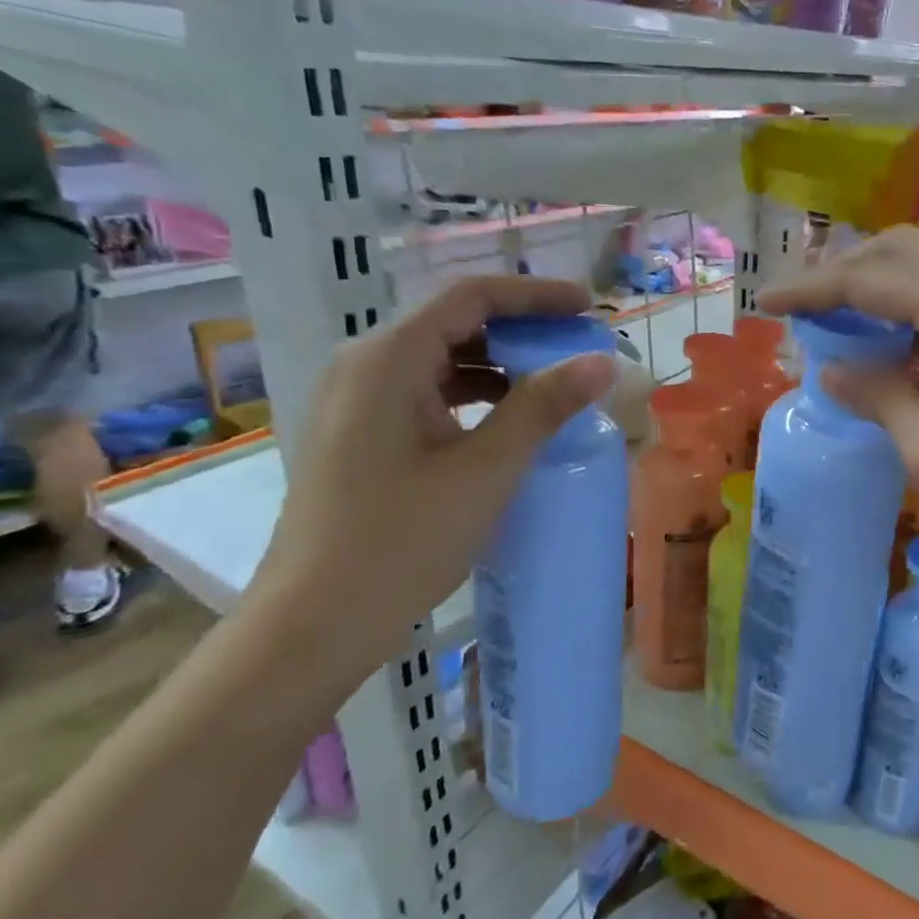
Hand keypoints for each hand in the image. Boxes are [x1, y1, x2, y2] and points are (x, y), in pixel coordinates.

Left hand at [253, 274, 614, 684]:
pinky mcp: (362, 435)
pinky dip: (476, 396)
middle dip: (522, 330)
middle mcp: (365, 367)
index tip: (589, 309)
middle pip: (455, 323)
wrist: (316, 622)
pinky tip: (510, 422)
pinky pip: (428, 393)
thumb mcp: (486, 470)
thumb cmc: (402, 540)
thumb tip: (601, 362)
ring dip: (502, 365)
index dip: (535, 296)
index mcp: (387, 360)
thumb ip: (543, 407)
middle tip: (580, 350)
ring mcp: (358, 402)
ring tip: (557, 385)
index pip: (471, 298)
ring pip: (442, 360)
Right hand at [759, 227, 918, 584]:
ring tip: (843, 324)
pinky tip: (903, 343)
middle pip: (905, 251)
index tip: (765, 305)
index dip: (811, 290)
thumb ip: (880, 398)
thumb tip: (833, 371)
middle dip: (846, 273)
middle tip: (805, 311)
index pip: (870, 278)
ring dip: (885, 285)